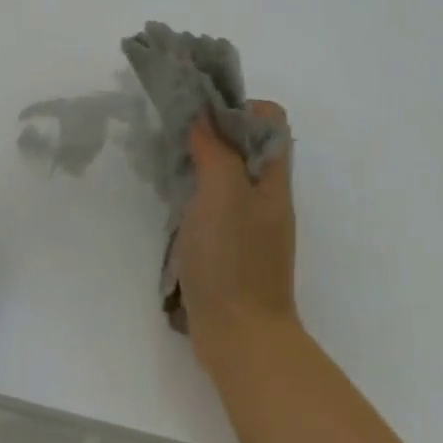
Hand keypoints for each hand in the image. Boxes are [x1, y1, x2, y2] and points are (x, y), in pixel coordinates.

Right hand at [173, 100, 298, 350]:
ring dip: (199, 167)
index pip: (269, 120)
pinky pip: (214, 208)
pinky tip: (172, 206)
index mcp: (274, 178)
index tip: (199, 114)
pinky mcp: (231, 248)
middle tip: (175, 139)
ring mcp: (250, 224)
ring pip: (227, 177)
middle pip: (246, 146)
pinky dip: (194, 198)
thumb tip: (203, 115)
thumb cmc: (233, 260)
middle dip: (211, 134)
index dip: (238, 107)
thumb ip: (215, 150)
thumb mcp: (223, 194)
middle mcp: (267, 196)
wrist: (241, 335)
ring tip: (168, 169)